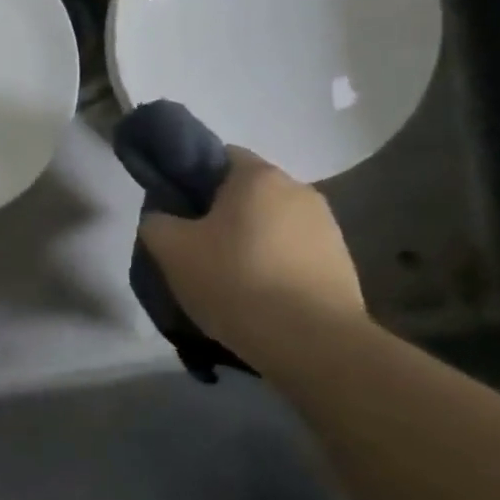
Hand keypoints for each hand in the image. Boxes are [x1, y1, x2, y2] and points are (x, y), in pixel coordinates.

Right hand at [138, 146, 365, 359]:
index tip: (176, 212)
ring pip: (271, 225)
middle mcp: (299, 190)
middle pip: (246, 193)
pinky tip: (258, 299)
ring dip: (249, 243)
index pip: (218, 156)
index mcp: (258, 176)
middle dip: (220, 215)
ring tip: (228, 281)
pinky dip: (274, 268)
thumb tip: (163, 218)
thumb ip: (156, 222)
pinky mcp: (342, 264)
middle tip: (194, 249)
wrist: (313, 344)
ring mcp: (327, 228)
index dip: (190, 179)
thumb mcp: (171, 250)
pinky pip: (294, 255)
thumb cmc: (236, 282)